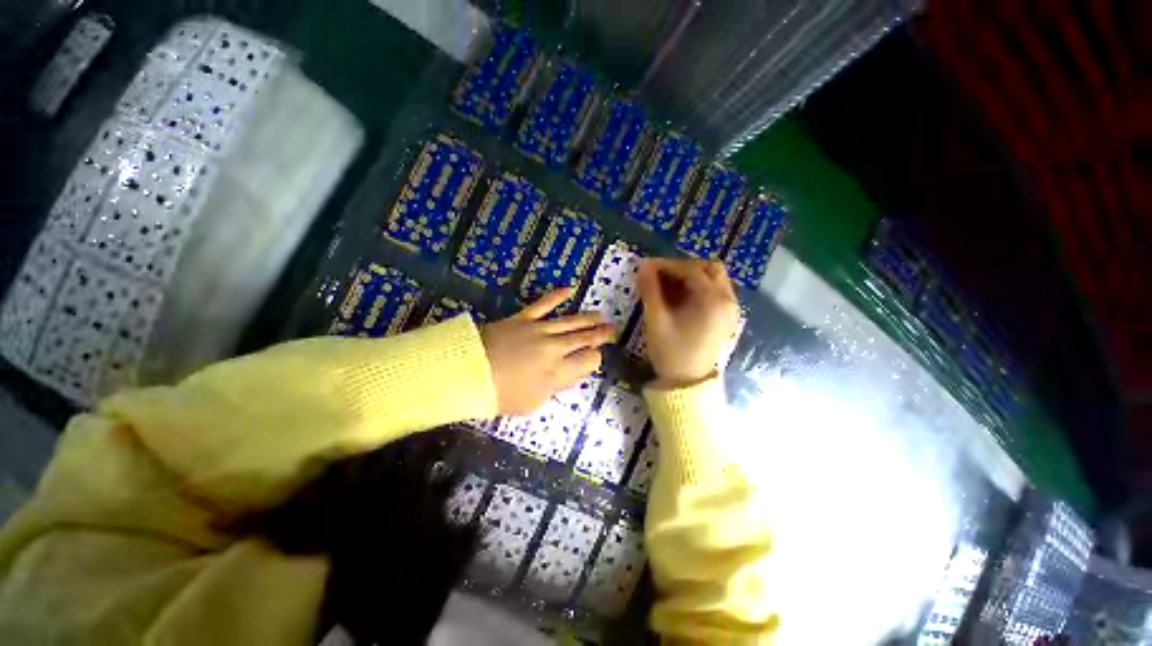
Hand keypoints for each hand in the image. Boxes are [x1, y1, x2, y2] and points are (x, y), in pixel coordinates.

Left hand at [481, 289, 614, 414]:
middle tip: (613, 329)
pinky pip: (543, 304)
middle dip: (601, 334)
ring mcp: (540, 330)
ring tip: (601, 315)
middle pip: (584, 338)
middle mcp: (555, 348)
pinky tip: (569, 289)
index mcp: (558, 372)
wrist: (469, 372)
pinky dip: (556, 296)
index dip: (595, 358)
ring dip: (588, 318)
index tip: (594, 357)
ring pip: (571, 321)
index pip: (588, 361)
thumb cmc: (500, 394)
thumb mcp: (531, 404)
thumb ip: (554, 388)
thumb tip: (566, 375)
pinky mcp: (524, 318)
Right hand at [637, 259, 738, 387]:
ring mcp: (730, 310)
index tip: (646, 266)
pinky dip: (698, 288)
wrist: (687, 384)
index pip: (691, 270)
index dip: (666, 265)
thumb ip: (650, 289)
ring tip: (667, 286)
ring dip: (691, 277)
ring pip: (713, 280)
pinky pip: (715, 292)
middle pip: (709, 269)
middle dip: (682, 268)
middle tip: (660, 275)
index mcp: (713, 301)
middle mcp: (728, 301)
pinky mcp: (726, 318)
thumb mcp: (656, 319)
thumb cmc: (670, 352)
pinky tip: (680, 298)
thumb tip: (642, 265)